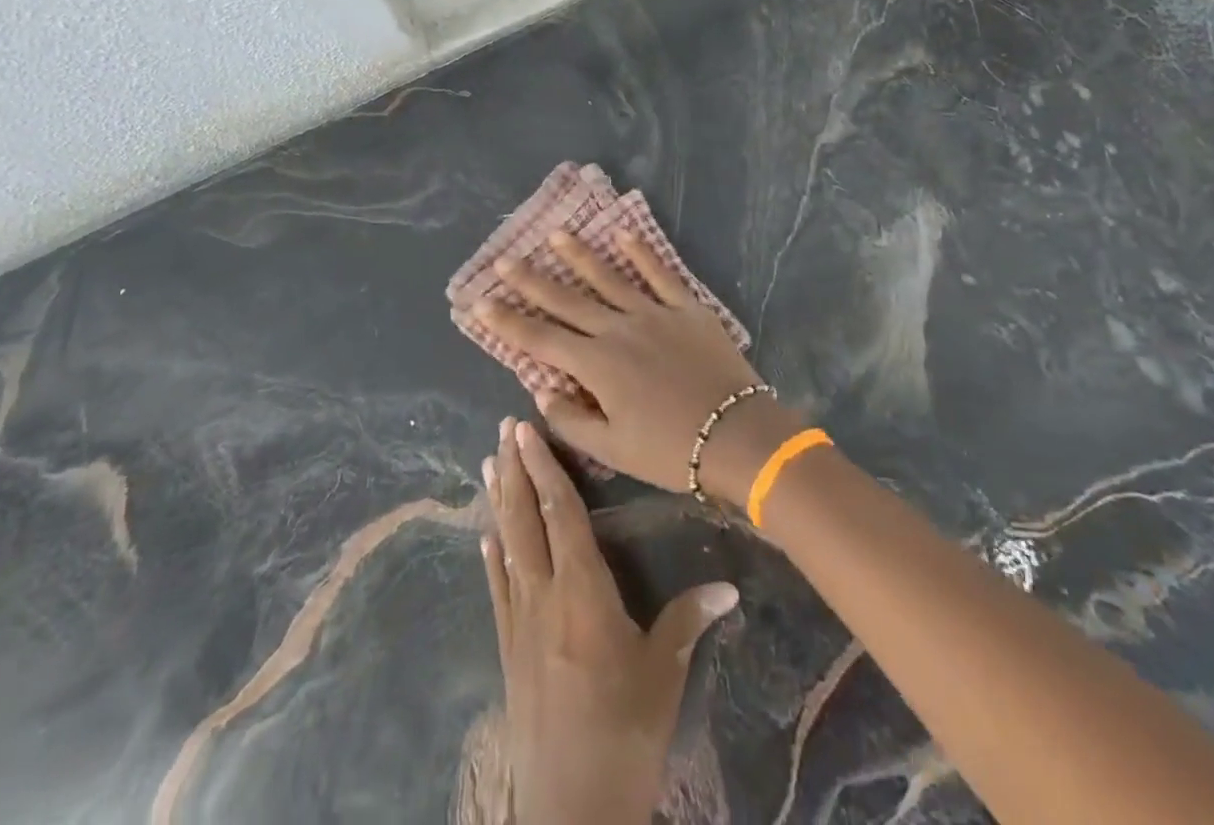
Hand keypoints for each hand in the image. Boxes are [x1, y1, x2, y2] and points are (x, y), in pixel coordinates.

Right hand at [474, 232, 802, 501]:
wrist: (738, 436)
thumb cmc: (671, 450)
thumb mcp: (613, 449)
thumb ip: (571, 420)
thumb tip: (540, 391)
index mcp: (597, 365)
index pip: (540, 339)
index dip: (507, 321)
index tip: (479, 303)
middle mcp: (619, 330)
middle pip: (567, 300)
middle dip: (532, 281)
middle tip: (505, 260)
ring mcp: (654, 313)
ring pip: (609, 278)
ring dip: (580, 255)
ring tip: (555, 234)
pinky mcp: (687, 308)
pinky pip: (660, 274)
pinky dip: (641, 253)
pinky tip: (623, 233)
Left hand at [483, 418, 738, 824]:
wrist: (572, 810)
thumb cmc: (625, 732)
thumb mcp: (663, 673)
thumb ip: (688, 620)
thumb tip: (728, 585)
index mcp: (582, 591)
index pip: (561, 513)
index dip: (545, 468)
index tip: (527, 432)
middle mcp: (543, 595)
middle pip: (525, 519)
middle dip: (514, 469)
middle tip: (504, 427)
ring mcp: (520, 622)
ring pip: (506, 544)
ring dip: (498, 500)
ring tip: (487, 462)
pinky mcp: (508, 649)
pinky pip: (498, 586)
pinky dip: (491, 553)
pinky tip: (485, 534)